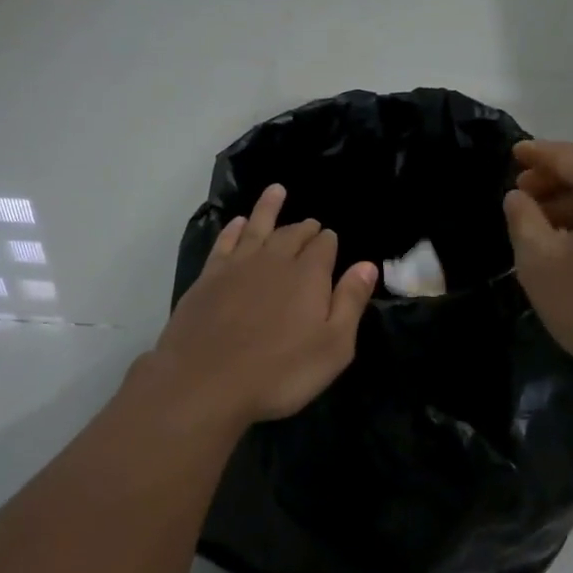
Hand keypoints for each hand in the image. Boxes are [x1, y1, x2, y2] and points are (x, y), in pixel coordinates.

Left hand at [153, 183, 378, 428]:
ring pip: (257, 227)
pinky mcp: (208, 278)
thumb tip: (367, 265)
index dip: (330, 241)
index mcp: (308, 275)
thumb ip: (350, 302)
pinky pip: (225, 241)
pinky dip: (234, 229)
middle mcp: (274, 260)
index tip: (332, 240)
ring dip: (268, 208)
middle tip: (312, 224)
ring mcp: (237, 266)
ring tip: (276, 191)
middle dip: (306, 227)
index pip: (324, 246)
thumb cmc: (280, 372)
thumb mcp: (333, 346)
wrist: (205, 382)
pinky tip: (237, 223)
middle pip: (293, 234)